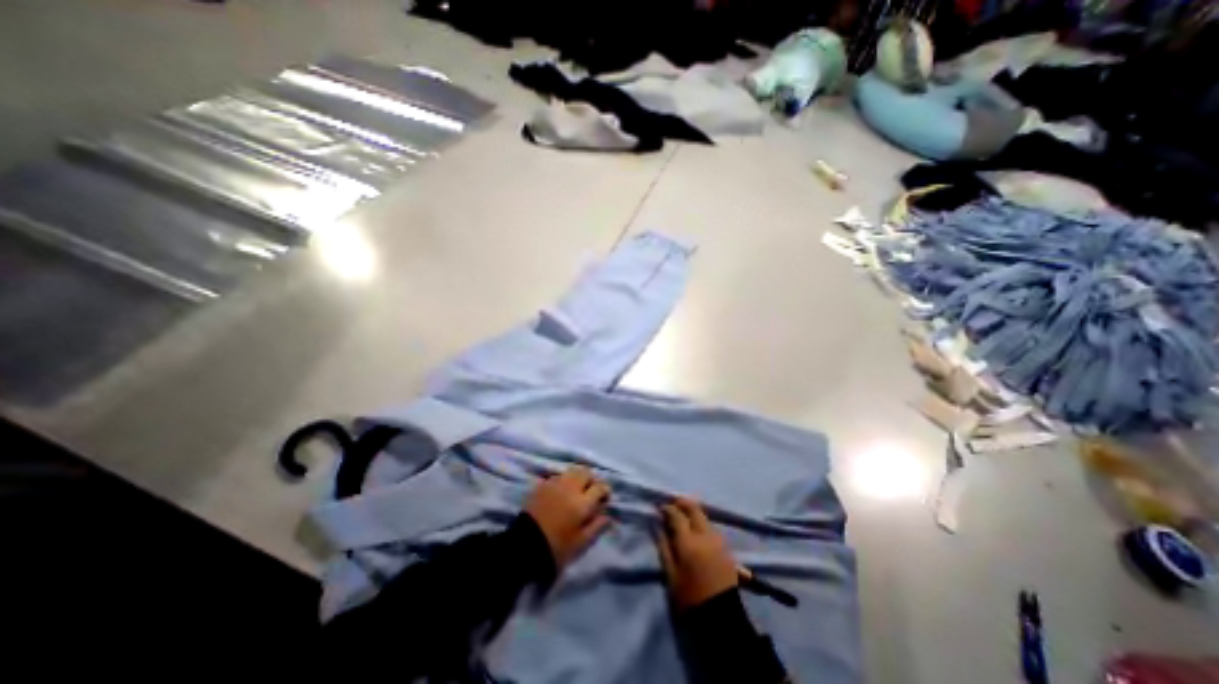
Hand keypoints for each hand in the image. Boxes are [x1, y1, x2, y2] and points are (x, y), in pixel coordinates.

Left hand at [527, 469, 614, 567]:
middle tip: (591, 491)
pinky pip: (558, 476)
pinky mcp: (542, 485)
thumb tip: (607, 515)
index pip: (599, 486)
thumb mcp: (580, 543)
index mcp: (582, 502)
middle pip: (586, 472)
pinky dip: (564, 480)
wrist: (524, 546)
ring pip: (572, 470)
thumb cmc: (556, 548)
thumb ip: (596, 527)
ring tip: (577, 489)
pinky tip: (562, 491)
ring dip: (578, 477)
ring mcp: (555, 484)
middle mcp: (570, 487)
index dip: (605, 491)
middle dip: (592, 480)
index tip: (604, 499)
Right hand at [658, 497, 732, 608]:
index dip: (667, 508)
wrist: (722, 618)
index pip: (677, 515)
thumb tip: (656, 525)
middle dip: (682, 504)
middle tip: (672, 506)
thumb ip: (663, 546)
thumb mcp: (671, 575)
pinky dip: (701, 522)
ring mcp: (718, 539)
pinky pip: (710, 526)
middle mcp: (704, 534)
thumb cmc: (690, 598)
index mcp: (688, 541)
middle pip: (694, 509)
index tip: (659, 507)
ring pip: (703, 516)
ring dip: (692, 513)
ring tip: (683, 519)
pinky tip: (695, 531)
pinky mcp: (726, 547)